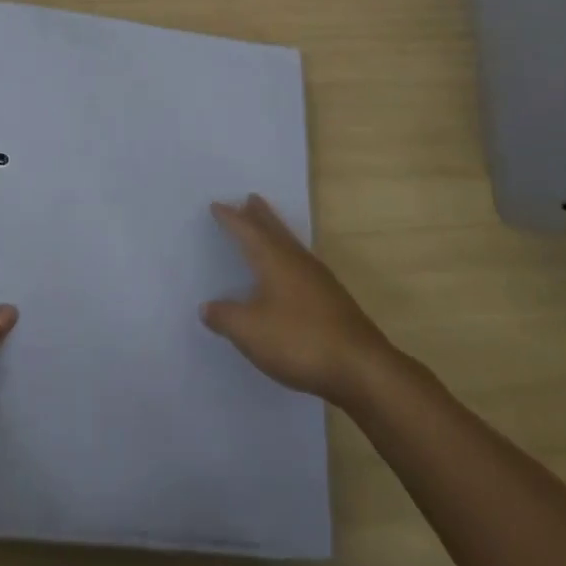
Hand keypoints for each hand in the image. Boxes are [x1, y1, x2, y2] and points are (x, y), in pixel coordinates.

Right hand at [202, 194, 392, 407]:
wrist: (360, 367)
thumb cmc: (299, 340)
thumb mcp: (250, 331)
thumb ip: (225, 317)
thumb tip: (206, 307)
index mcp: (274, 260)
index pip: (247, 231)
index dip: (231, 218)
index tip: (216, 205)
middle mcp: (297, 261)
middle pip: (275, 230)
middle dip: (260, 215)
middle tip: (250, 198)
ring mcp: (318, 280)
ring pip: (291, 245)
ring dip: (276, 232)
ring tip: (267, 227)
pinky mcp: (331, 299)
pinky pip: (301, 264)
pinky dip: (288, 257)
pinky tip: (289, 272)